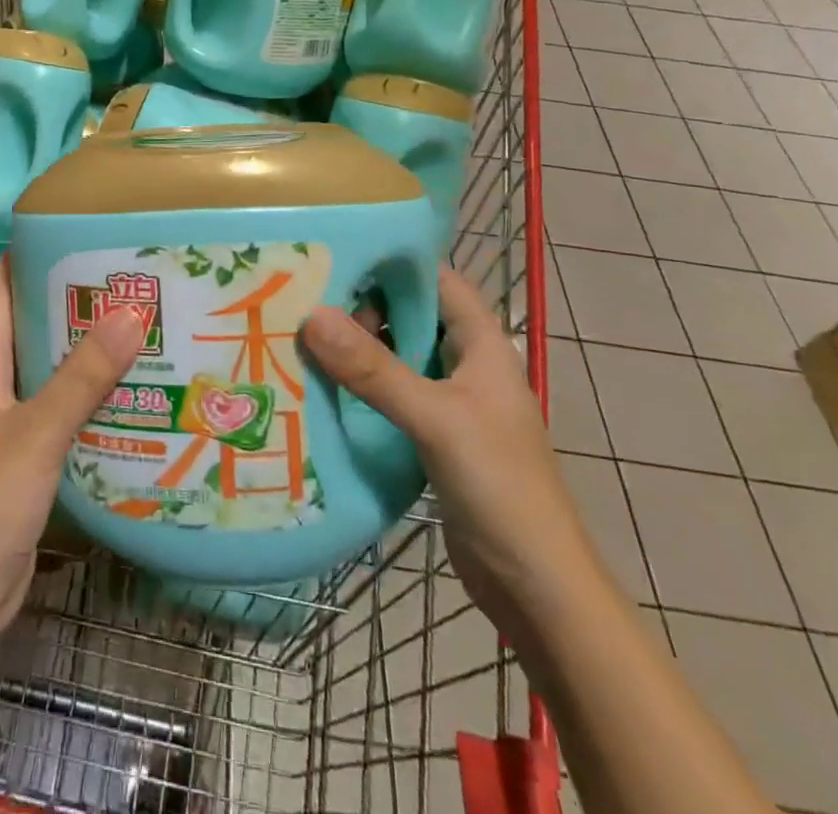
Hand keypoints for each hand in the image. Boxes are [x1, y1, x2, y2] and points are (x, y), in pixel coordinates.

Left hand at [0, 255, 144, 642]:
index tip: (72, 232)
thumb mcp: (38, 432)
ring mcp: (14, 420)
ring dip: (87, 347)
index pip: (1, 293)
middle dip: (73, 300)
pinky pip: (65, 405)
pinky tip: (133, 389)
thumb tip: (129, 314)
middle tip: (125, 277)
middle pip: (33, 325)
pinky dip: (93, 391)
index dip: (27, 257)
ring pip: (53, 367)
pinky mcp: (33, 451)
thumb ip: (81, 376)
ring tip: (139, 323)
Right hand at [300, 264, 597, 635]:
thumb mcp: (435, 419)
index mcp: (482, 344)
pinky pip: (390, 394)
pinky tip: (320, 386)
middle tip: (304, 296)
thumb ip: (374, 369)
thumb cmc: (500, 486)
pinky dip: (360, 386)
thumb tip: (312, 314)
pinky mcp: (433, 435)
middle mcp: (466, 364)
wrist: (537, 588)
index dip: (392, 260)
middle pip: (409, 315)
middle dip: (361, 304)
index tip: (335, 249)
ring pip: (396, 356)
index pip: (436, 279)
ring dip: (356, 348)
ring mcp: (450, 401)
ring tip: (299, 334)